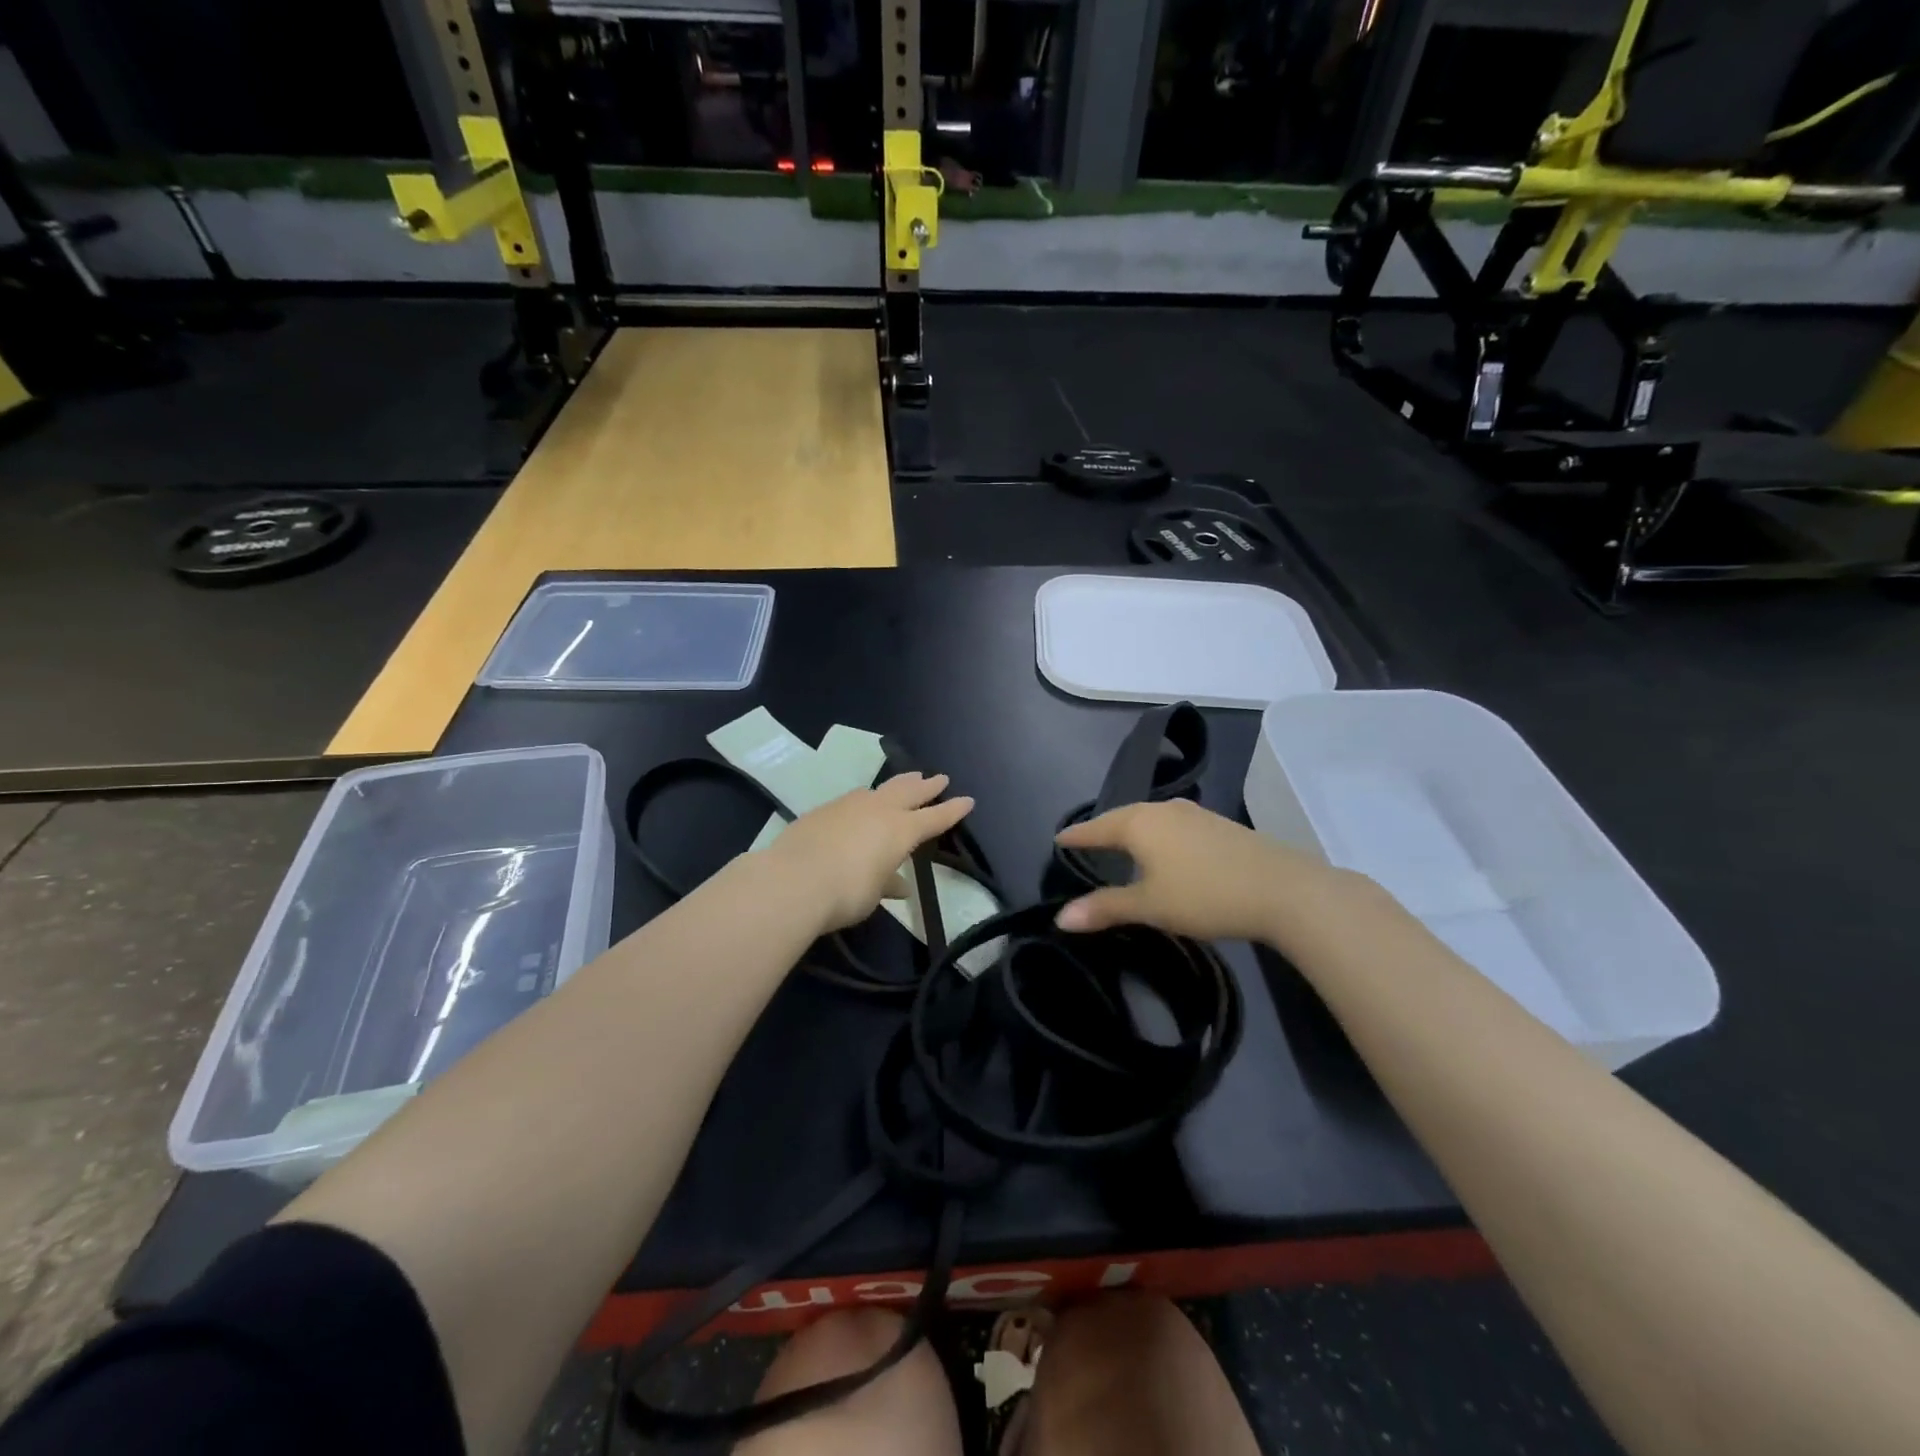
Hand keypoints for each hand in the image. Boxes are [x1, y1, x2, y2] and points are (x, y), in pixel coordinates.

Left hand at [768, 773, 975, 932]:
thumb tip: (898, 884)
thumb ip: (886, 882)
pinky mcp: (824, 809)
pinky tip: (861, 803)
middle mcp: (879, 810)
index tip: (968, 800)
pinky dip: (865, 798)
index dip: (952, 810)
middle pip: (910, 791)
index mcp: (900, 831)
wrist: (793, 880)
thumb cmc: (845, 893)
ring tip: (905, 780)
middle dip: (927, 785)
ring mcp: (849, 805)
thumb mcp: (872, 894)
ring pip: (881, 789)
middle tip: (939, 778)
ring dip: (897, 784)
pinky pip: (854, 798)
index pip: (934, 818)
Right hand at [1053, 799, 1351, 941]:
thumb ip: (1105, 908)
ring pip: (1151, 818)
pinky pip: (1174, 825)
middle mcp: (1164, 809)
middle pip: (1123, 817)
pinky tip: (1166, 850)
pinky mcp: (1219, 825)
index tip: (1058, 839)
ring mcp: (1195, 814)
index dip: (1076, 836)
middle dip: (1103, 830)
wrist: (1283, 889)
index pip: (1097, 827)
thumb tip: (1060, 918)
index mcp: (1140, 823)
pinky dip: (1159, 835)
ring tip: (1122, 845)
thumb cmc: (1206, 894)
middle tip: (1087, 842)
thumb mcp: (1150, 906)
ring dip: (1133, 831)